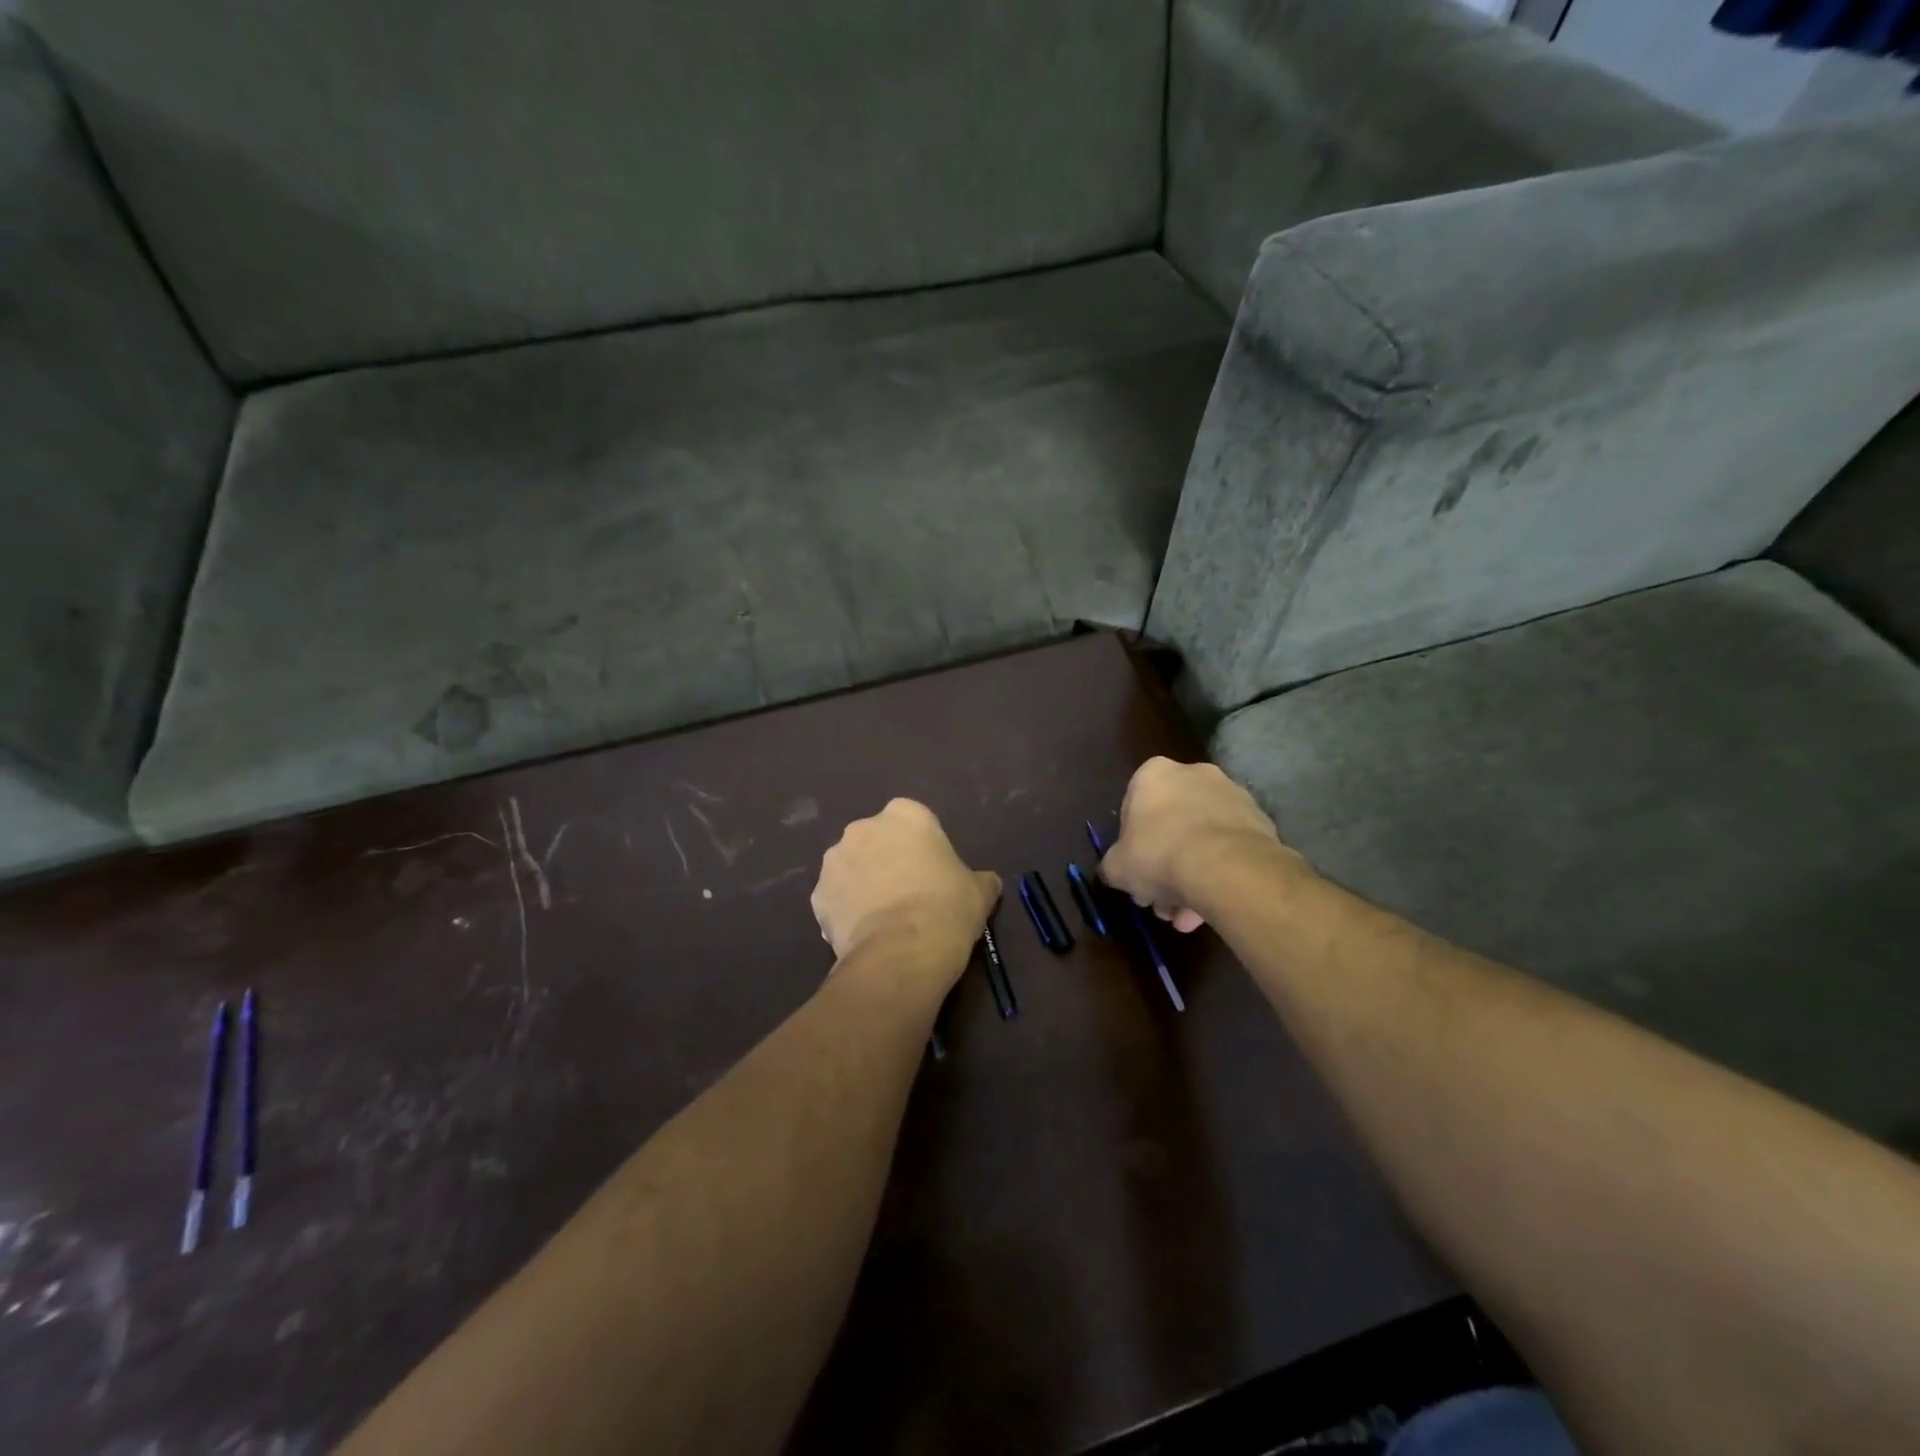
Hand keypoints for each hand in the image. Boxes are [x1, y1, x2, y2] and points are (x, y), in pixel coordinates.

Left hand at [812, 799, 1000, 978]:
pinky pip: (835, 899)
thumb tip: (986, 883)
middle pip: (877, 840)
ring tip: (883, 919)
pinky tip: (863, 935)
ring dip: (862, 884)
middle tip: (908, 894)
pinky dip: (845, 912)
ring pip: (851, 868)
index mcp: (906, 815)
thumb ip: (979, 879)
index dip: (923, 848)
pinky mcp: (817, 896)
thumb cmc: (947, 908)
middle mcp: (863, 828)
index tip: (933, 873)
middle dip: (886, 861)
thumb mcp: (979, 891)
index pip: (914, 822)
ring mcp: (834, 861)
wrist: (902, 951)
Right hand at [1099, 758, 1300, 930]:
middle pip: (1172, 823)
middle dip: (1165, 865)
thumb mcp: (1117, 867)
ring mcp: (1232, 795)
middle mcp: (1194, 773)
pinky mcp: (1260, 820)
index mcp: (1154, 774)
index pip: (1134, 806)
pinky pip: (1230, 848)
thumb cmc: (1159, 855)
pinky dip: (1221, 873)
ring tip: (1189, 917)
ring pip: (1203, 838)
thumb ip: (1113, 865)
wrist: (1226, 866)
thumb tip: (1114, 871)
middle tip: (1162, 901)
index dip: (1132, 843)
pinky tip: (1212, 905)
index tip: (1136, 870)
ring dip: (1193, 875)